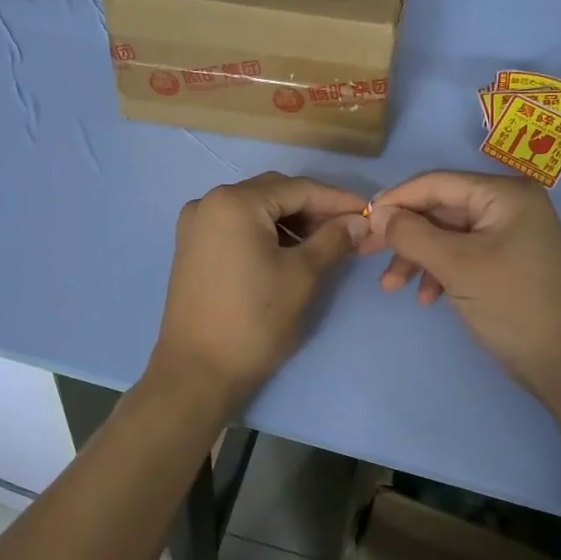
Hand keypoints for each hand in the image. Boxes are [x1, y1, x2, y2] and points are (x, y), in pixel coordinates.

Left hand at [150, 173, 368, 408]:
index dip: (337, 199)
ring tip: (324, 244)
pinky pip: (237, 227)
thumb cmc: (255, 320)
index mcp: (234, 202)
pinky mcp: (192, 248)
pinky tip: (290, 252)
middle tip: (349, 229)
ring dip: (290, 222)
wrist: (197, 372)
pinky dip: (266, 233)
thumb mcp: (302, 276)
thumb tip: (359, 222)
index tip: (368, 212)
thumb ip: (333, 240)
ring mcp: (195, 225)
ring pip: (255, 210)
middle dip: (313, 209)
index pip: (297, 188)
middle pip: (273, 192)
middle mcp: (209, 203)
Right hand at [365, 171, 560, 405]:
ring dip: (417, 258)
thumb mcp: (456, 266)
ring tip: (391, 287)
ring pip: (446, 235)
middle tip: (366, 254)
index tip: (363, 221)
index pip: (437, 183)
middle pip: (440, 210)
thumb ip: (412, 234)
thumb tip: (377, 213)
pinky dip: (439, 272)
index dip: (397, 199)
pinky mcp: (506, 261)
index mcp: (505, 194)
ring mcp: (509, 234)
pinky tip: (426, 299)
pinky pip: (461, 255)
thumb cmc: (512, 304)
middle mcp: (508, 205)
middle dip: (404, 235)